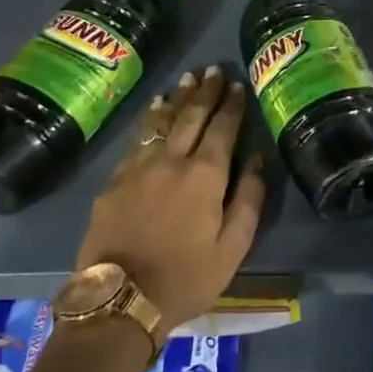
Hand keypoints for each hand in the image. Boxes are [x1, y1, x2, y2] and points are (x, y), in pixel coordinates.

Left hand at [72, 66, 265, 330]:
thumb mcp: (233, 248)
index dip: (232, 105)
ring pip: (161, 122)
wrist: (119, 301)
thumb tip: (258, 161)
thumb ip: (249, 200)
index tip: (238, 85)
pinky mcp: (114, 181)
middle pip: (191, 116)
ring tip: (186, 80)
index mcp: (206, 175)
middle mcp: (172, 160)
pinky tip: (153, 113)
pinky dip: (149, 121)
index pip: (223, 128)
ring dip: (176, 99)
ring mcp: (139, 168)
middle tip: (213, 70)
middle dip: (205, 92)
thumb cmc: (185, 278)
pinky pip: (137, 140)